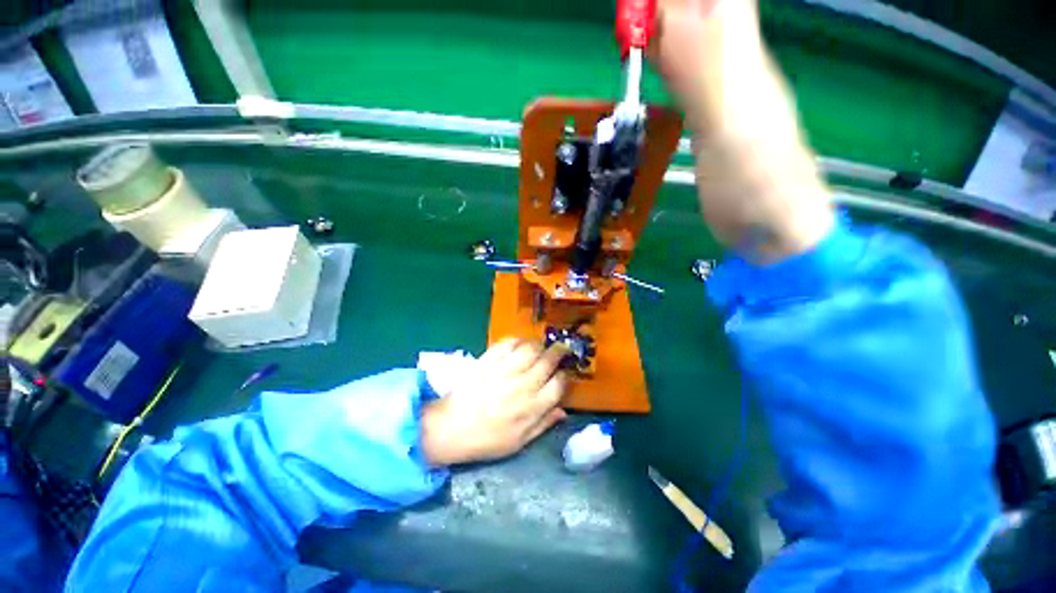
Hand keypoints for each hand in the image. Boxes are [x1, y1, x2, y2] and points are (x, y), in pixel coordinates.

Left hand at [420, 339, 569, 465]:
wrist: (450, 429)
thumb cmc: (487, 440)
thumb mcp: (519, 442)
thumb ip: (543, 424)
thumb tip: (563, 411)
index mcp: (532, 407)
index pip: (558, 384)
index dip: (565, 375)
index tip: (564, 372)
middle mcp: (523, 385)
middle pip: (548, 360)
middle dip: (559, 352)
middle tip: (561, 349)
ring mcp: (505, 370)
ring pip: (531, 348)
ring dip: (540, 344)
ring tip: (541, 346)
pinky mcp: (489, 360)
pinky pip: (508, 343)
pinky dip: (518, 340)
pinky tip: (520, 343)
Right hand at [651, 0, 834, 263]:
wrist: (770, 227)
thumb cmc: (756, 183)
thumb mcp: (729, 122)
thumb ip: (702, 67)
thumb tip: (670, 13)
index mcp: (742, 57)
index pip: (716, 0)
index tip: (638, 3)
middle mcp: (733, 65)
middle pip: (700, 12)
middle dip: (664, 6)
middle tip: (629, 12)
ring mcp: (720, 94)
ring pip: (689, 40)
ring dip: (660, 26)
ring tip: (631, 23)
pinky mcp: (708, 121)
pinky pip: (683, 77)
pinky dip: (662, 60)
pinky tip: (646, 57)